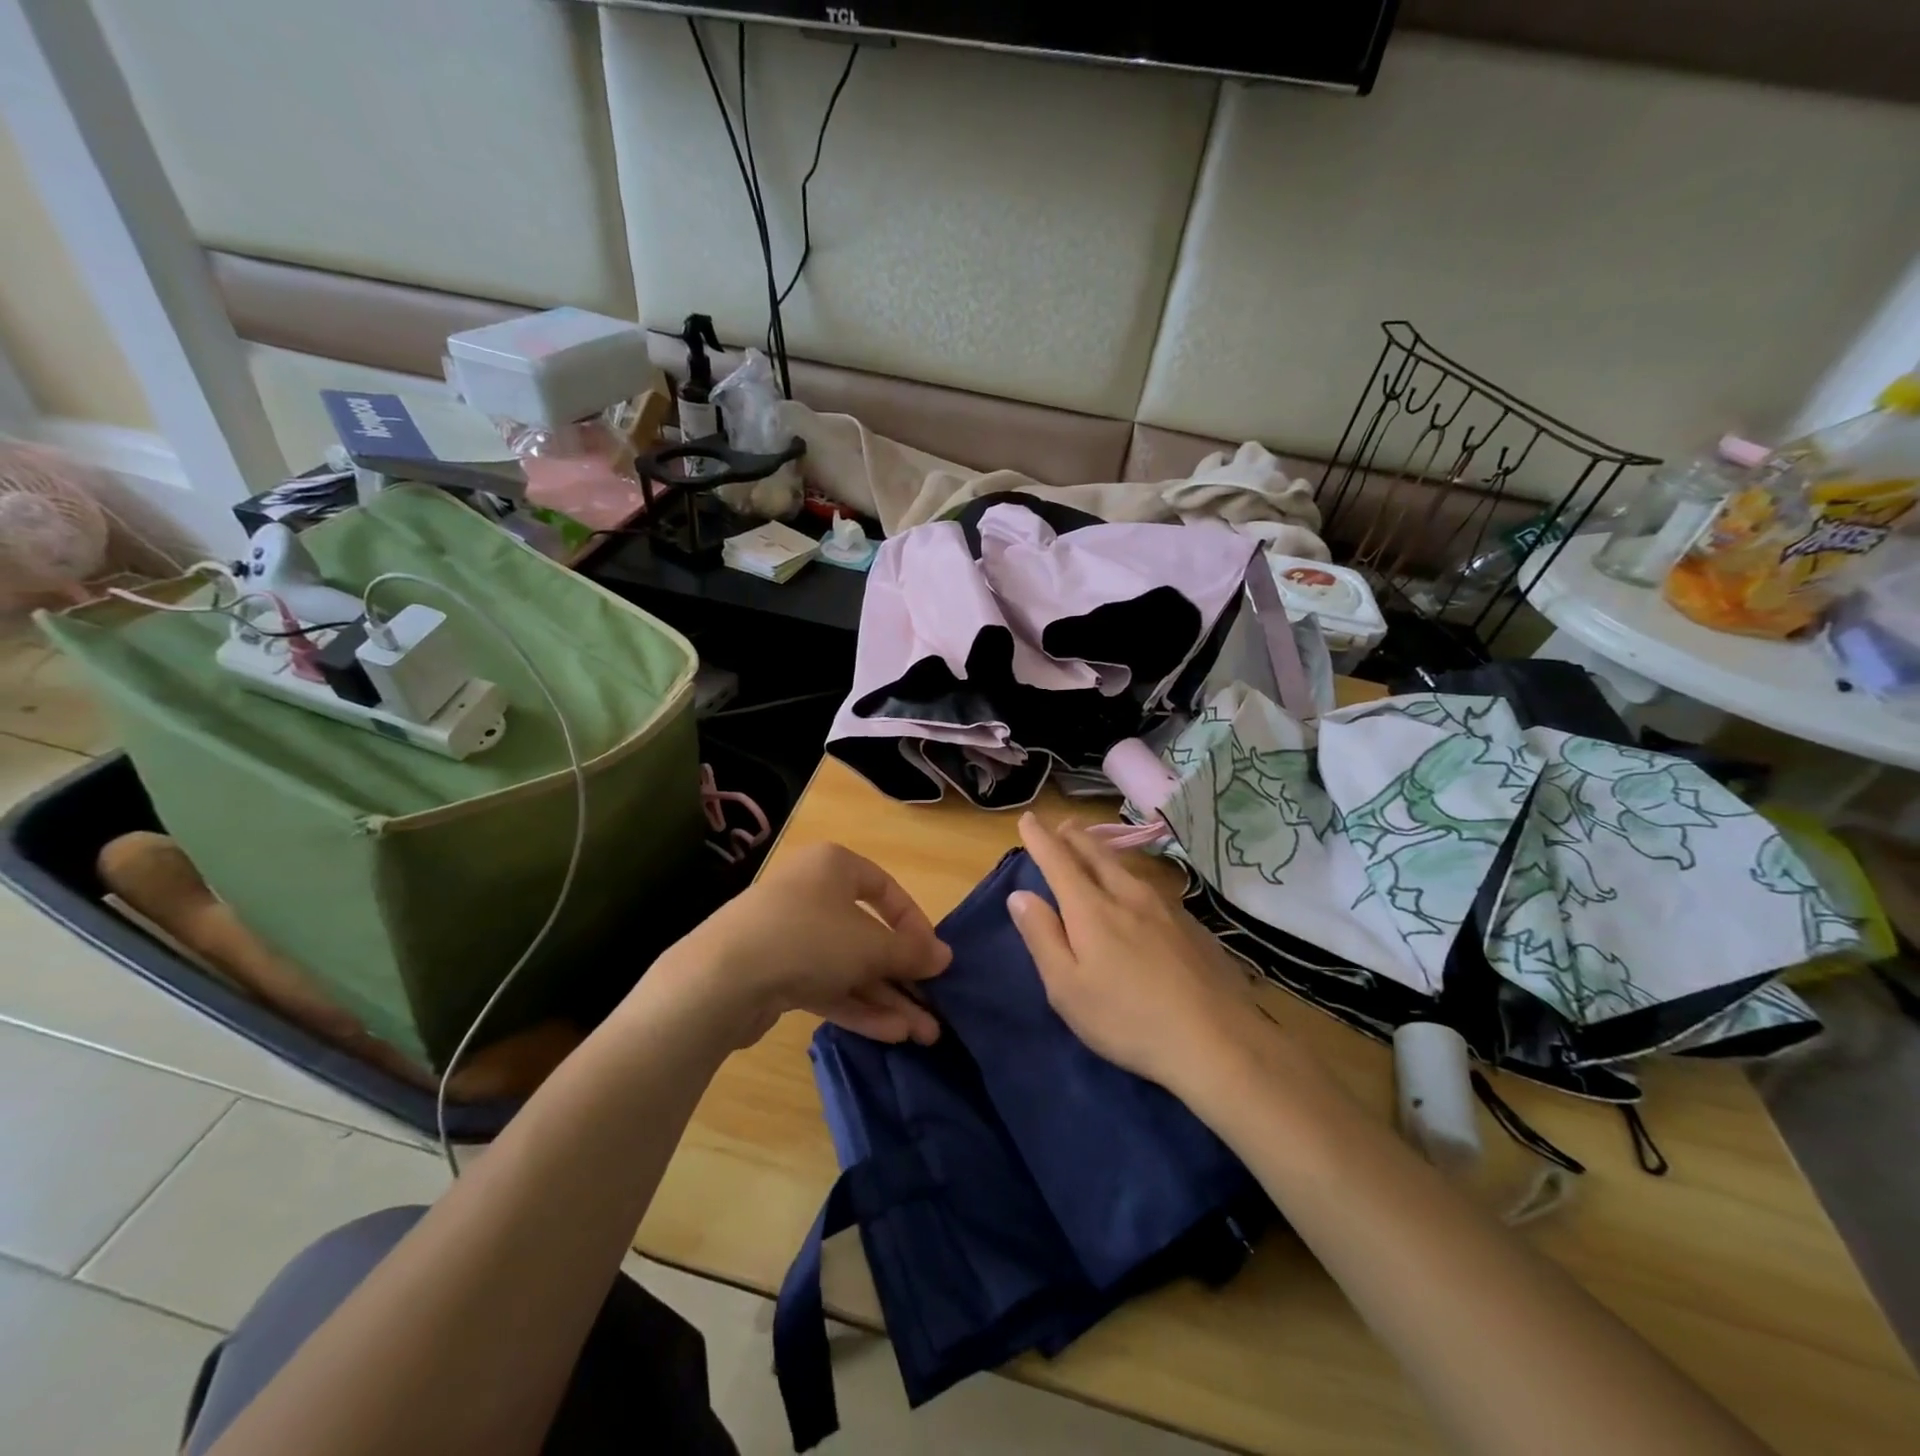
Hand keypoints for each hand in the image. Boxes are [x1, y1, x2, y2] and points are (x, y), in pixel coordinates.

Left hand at [649, 841, 950, 1046]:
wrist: (720, 979)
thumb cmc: (808, 939)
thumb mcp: (870, 945)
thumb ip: (910, 952)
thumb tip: (945, 956)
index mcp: (833, 867)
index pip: (886, 889)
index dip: (915, 924)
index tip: (934, 957)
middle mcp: (812, 894)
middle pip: (868, 935)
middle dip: (903, 975)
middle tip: (934, 1007)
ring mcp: (791, 935)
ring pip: (849, 966)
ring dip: (886, 998)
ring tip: (924, 1034)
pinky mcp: (776, 973)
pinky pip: (826, 986)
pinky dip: (857, 1006)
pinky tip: (891, 1034)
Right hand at [1009, 813, 1263, 1093]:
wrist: (1217, 1040)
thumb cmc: (1128, 1019)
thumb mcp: (1067, 988)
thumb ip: (1042, 937)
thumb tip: (1021, 895)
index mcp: (1092, 909)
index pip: (1058, 860)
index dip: (1040, 838)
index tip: (1028, 819)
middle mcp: (1128, 895)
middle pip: (1096, 853)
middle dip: (1074, 836)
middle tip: (1061, 825)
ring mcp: (1166, 907)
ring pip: (1126, 867)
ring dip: (1102, 851)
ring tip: (1093, 848)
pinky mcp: (1192, 924)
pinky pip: (1150, 886)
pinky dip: (1130, 876)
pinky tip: (1135, 891)